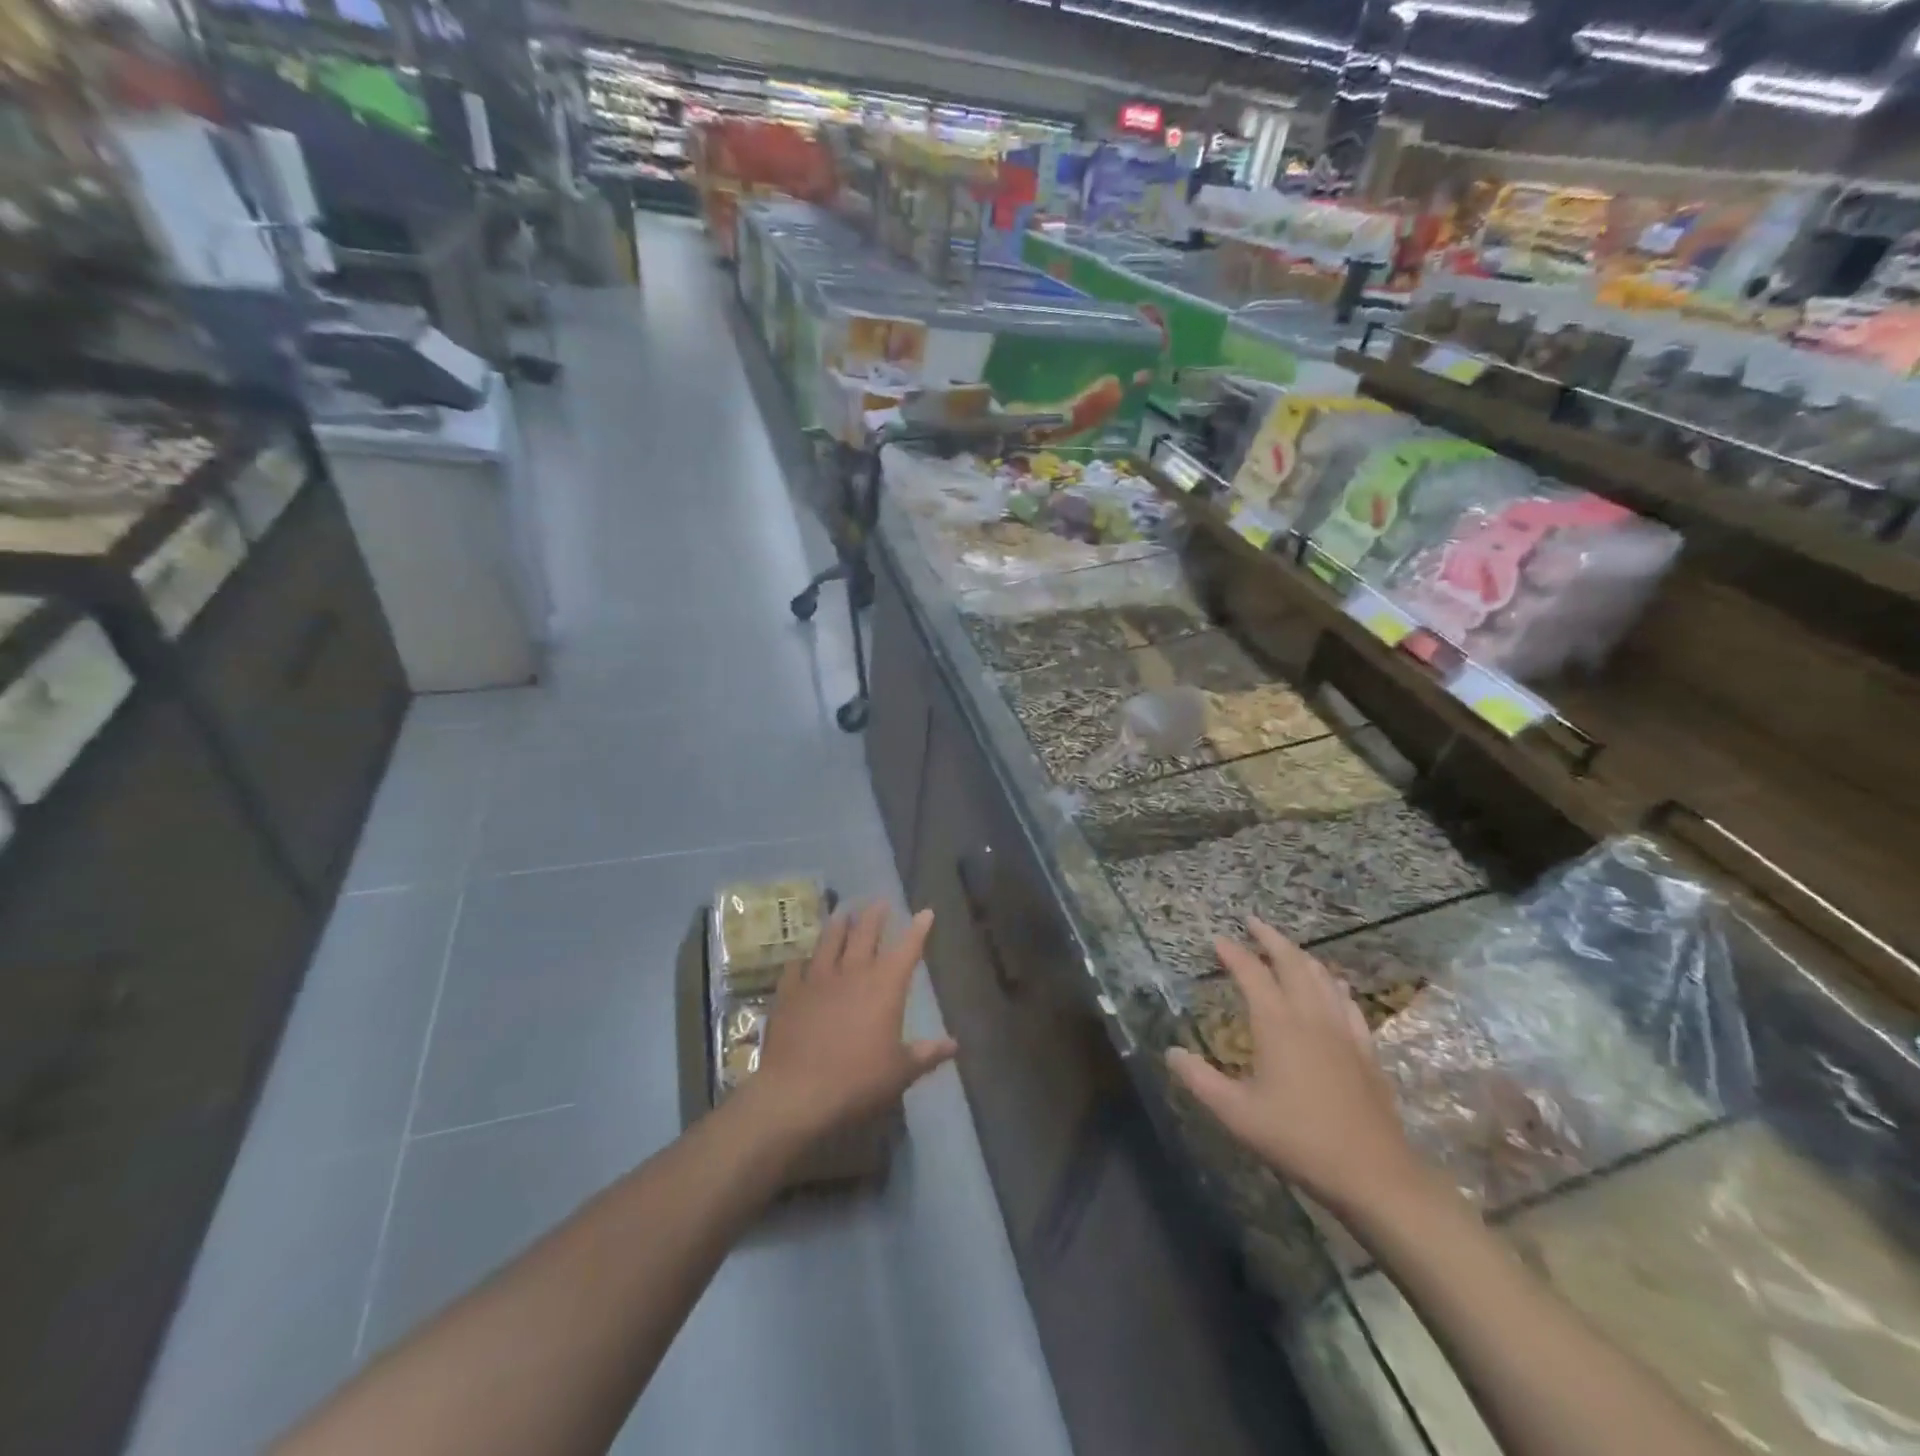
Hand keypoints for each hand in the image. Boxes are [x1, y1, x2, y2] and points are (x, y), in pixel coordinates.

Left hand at [745, 903, 955, 1145]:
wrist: (797, 1092)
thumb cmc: (858, 1081)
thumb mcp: (900, 1072)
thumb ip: (926, 1054)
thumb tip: (955, 1044)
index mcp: (885, 987)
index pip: (907, 949)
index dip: (918, 929)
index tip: (925, 912)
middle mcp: (852, 973)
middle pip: (865, 934)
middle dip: (875, 915)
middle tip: (880, 901)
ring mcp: (817, 980)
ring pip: (829, 942)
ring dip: (838, 925)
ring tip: (843, 912)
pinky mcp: (789, 993)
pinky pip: (795, 968)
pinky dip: (800, 960)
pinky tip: (800, 959)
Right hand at [1166, 917, 1424, 1216]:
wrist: (1372, 1173)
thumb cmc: (1297, 1138)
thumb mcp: (1236, 1113)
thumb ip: (1199, 1080)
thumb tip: (1171, 1052)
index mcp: (1277, 1024)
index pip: (1252, 973)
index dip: (1233, 953)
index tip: (1217, 940)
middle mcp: (1310, 1016)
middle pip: (1292, 962)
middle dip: (1270, 938)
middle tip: (1253, 922)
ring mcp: (1343, 1030)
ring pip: (1322, 977)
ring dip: (1301, 956)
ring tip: (1286, 948)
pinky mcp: (1365, 1049)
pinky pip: (1348, 1002)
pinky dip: (1334, 984)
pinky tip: (1334, 986)